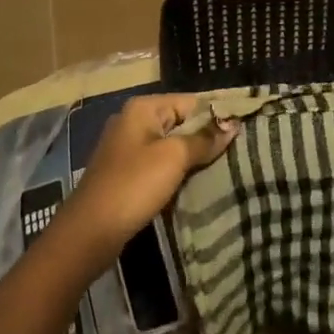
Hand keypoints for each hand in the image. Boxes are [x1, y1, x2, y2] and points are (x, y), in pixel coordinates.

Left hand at [57, 94, 236, 270]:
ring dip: (193, 158)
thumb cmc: (133, 185)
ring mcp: (127, 148)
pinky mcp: (126, 173)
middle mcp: (133, 121)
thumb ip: (203, 139)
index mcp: (143, 108)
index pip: (190, 102)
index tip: (244, 132)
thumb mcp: (173, 158)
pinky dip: (177, 172)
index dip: (216, 116)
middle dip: (206, 138)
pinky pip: (159, 164)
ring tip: (224, 169)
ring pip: (171, 146)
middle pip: (180, 122)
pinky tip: (196, 184)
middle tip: (238, 153)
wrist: (90, 231)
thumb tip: (232, 123)